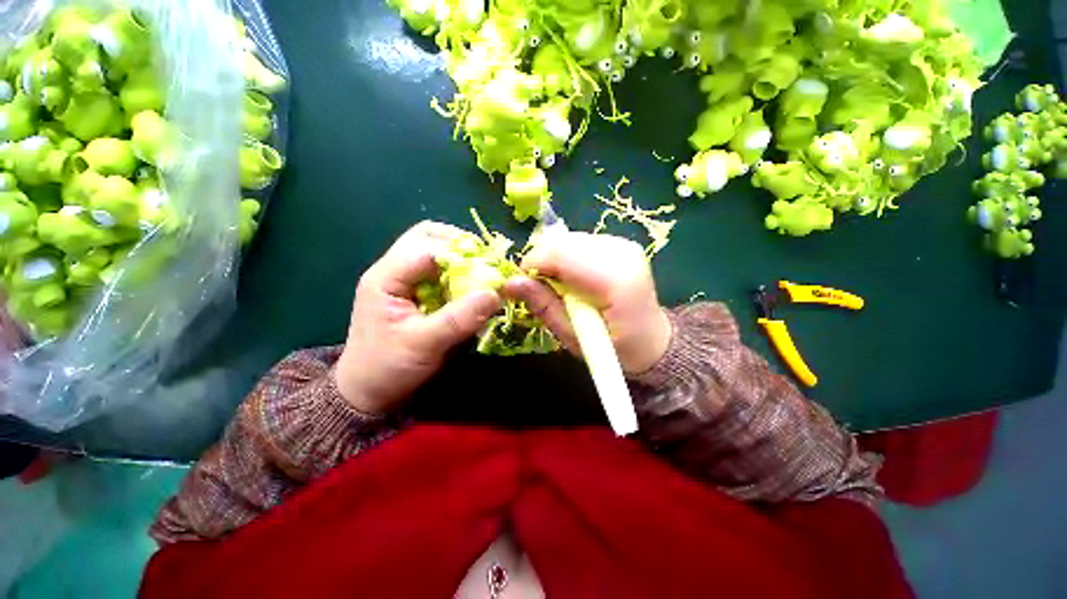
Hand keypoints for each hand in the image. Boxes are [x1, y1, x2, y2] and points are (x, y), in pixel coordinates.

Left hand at [335, 222, 500, 413]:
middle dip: (459, 243)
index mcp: (386, 278)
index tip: (489, 266)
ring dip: (459, 255)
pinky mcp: (413, 290)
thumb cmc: (388, 367)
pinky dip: (457, 271)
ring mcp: (402, 279)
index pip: (426, 248)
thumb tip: (495, 294)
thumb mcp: (424, 344)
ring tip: (481, 271)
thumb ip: (459, 319)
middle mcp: (393, 271)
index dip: (460, 252)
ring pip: (433, 249)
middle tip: (485, 261)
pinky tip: (470, 284)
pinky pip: (437, 269)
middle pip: (426, 237)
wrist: (368, 389)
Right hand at [504, 232, 671, 374]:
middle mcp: (623, 253)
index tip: (523, 283)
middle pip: (564, 242)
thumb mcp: (572, 337)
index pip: (562, 254)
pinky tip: (576, 278)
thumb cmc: (613, 348)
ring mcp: (624, 245)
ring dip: (556, 259)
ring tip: (562, 286)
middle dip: (543, 260)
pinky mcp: (622, 243)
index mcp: (615, 280)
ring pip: (570, 239)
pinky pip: (581, 242)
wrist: (651, 340)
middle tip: (541, 287)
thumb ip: (543, 306)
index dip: (534, 263)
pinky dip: (569, 257)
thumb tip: (509, 282)